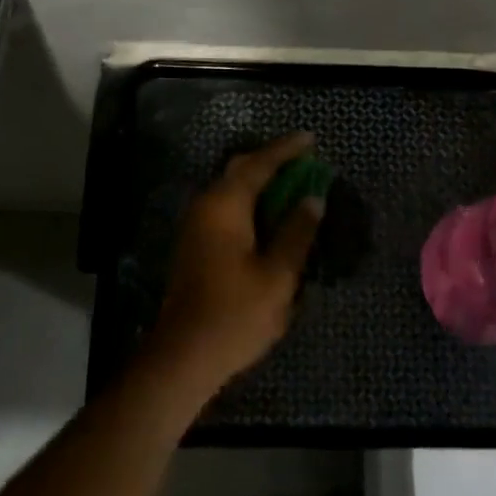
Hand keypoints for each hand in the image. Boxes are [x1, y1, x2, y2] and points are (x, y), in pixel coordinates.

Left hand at [146, 131, 323, 397]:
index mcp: (225, 206)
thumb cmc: (235, 314)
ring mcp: (196, 226)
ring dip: (261, 183)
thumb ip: (296, 232)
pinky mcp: (196, 245)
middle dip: (271, 161)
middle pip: (240, 170)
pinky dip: (250, 203)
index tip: (310, 139)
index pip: (259, 165)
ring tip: (292, 186)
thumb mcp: (277, 275)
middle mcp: (206, 207)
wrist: (183, 356)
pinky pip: (226, 208)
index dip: (286, 150)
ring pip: (231, 189)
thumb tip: (312, 199)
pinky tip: (270, 217)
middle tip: (303, 160)